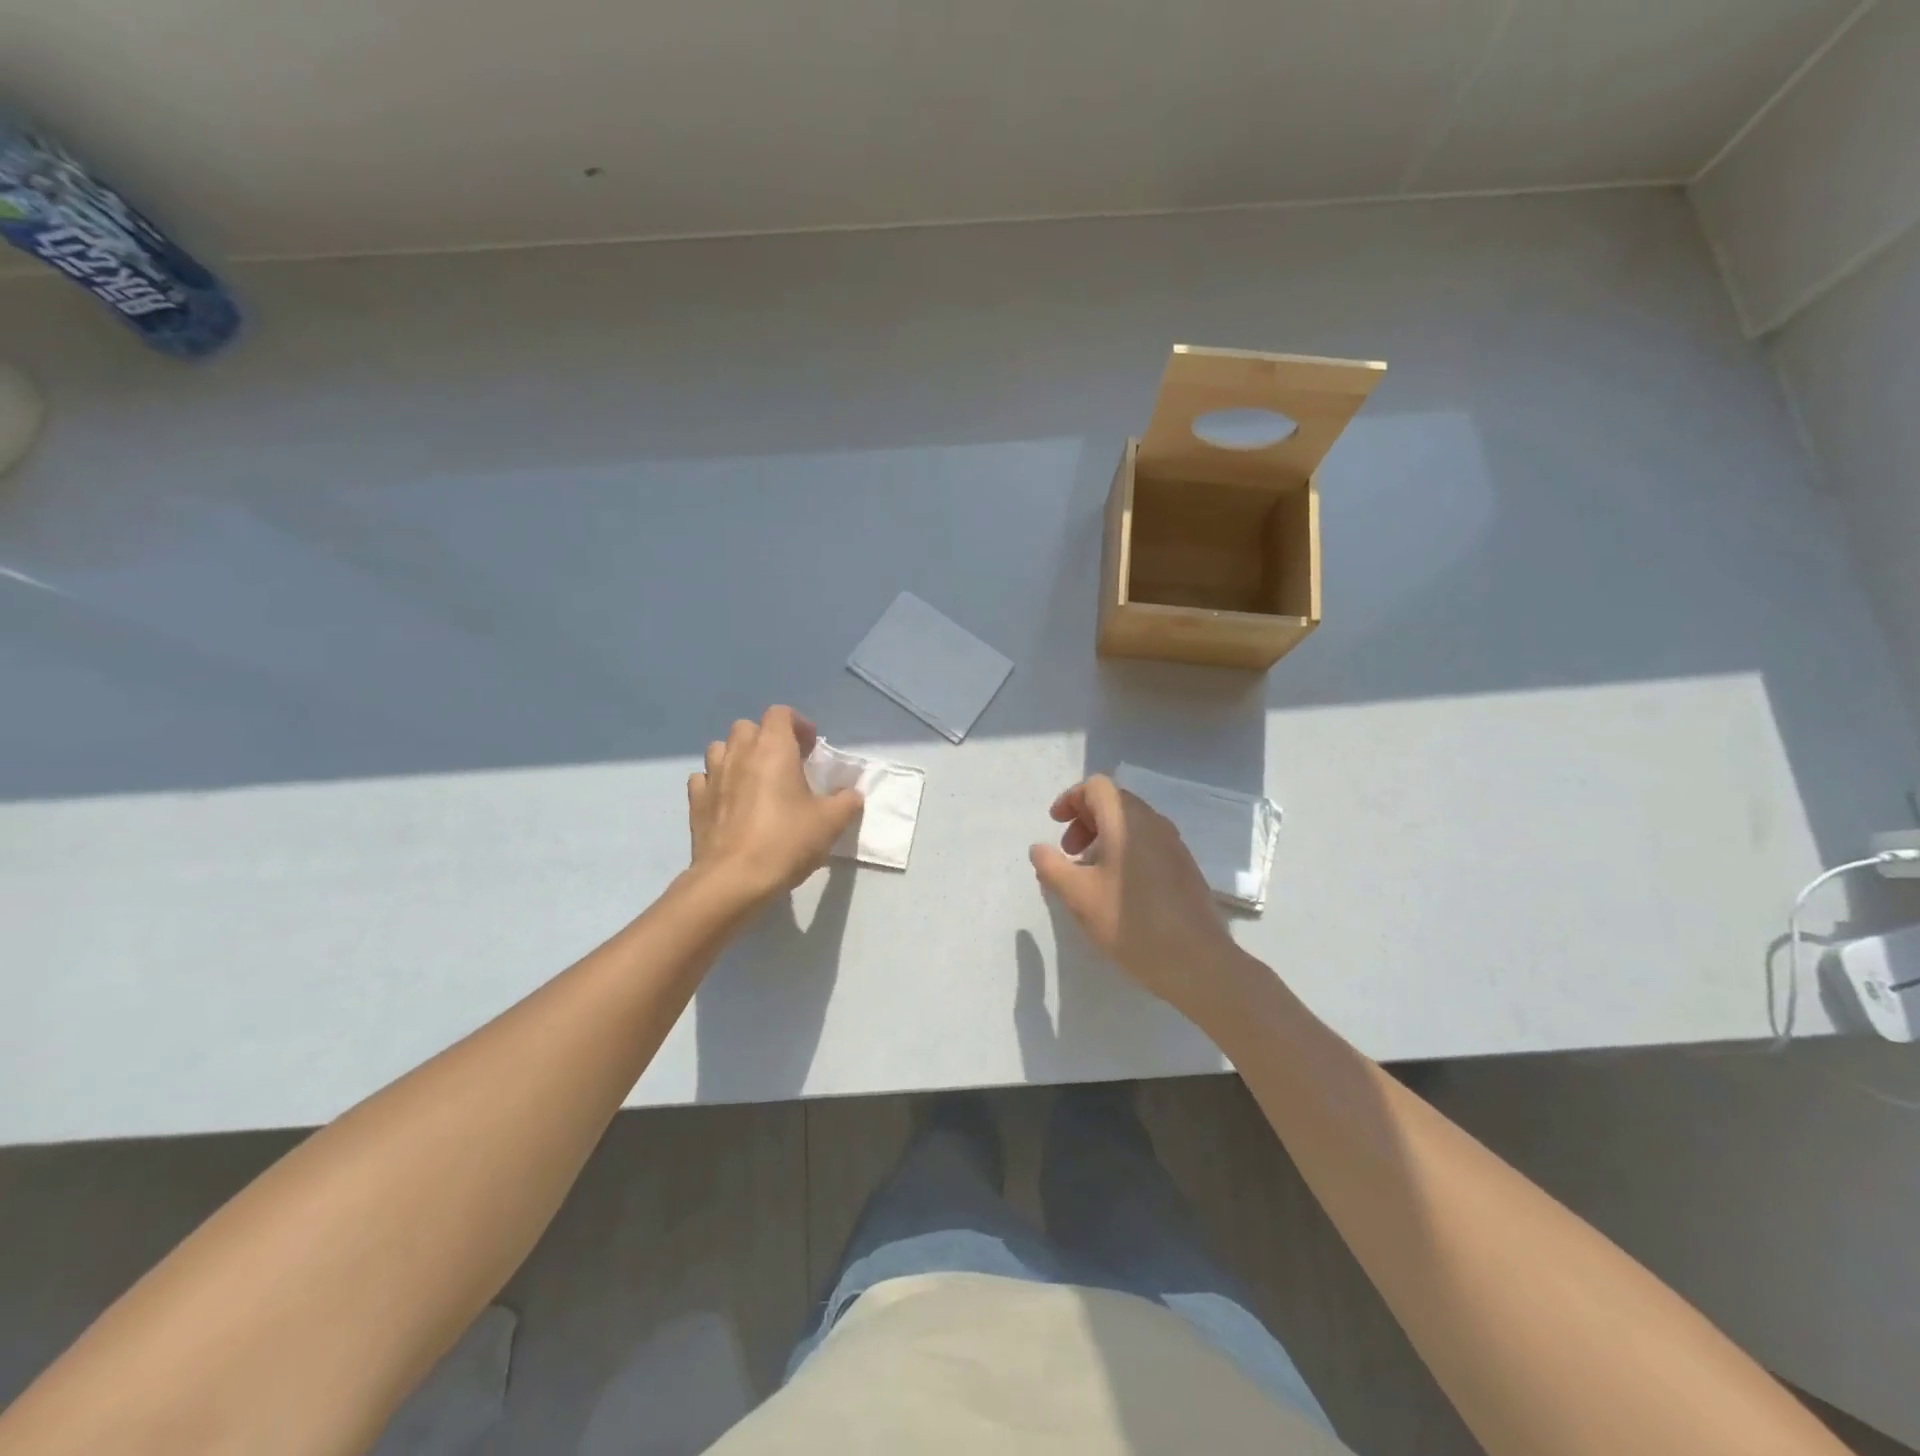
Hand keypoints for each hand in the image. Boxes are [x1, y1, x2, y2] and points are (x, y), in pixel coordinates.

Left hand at [687, 706, 862, 907]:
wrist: (734, 879)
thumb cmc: (786, 841)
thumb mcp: (831, 822)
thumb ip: (846, 801)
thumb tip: (852, 793)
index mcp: (773, 748)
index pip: (780, 713)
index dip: (797, 725)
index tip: (810, 748)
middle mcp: (739, 753)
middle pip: (747, 727)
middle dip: (766, 738)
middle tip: (784, 764)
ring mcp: (712, 776)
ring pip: (720, 748)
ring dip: (737, 756)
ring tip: (753, 779)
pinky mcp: (696, 802)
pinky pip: (703, 779)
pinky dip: (716, 782)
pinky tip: (729, 801)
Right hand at [1029, 775, 1241, 1012]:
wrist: (1196, 961)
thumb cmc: (1129, 922)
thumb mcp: (1078, 896)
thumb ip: (1051, 867)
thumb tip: (1039, 848)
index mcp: (1126, 821)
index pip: (1097, 786)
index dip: (1071, 799)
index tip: (1055, 825)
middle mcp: (1153, 823)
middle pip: (1114, 802)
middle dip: (1085, 819)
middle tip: (1068, 852)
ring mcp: (1174, 844)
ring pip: (1132, 823)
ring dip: (1104, 836)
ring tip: (1089, 872)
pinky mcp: (1184, 866)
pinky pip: (1148, 842)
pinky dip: (1125, 850)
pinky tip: (1117, 888)